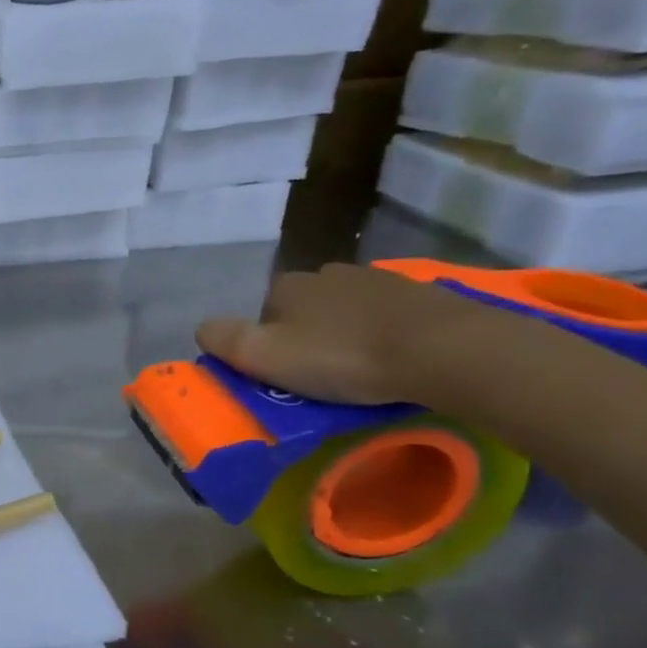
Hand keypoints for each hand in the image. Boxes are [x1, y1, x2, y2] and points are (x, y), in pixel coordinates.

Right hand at [195, 262, 493, 405]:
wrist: (442, 349)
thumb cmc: (343, 356)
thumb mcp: (263, 356)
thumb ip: (222, 339)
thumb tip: (204, 328)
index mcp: (285, 286)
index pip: (262, 316)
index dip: (268, 346)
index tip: (286, 375)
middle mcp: (324, 272)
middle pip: (303, 310)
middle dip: (308, 337)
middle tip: (323, 375)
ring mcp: (374, 278)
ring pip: (344, 310)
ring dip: (346, 333)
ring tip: (362, 369)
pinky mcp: (418, 292)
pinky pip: (385, 315)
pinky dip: (383, 332)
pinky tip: (394, 357)